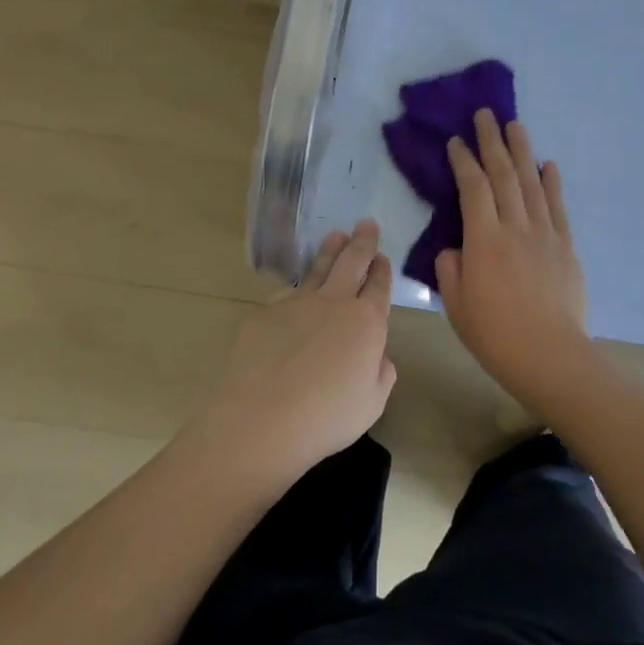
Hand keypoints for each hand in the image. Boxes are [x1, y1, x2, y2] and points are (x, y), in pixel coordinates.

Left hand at [192, 220, 395, 485]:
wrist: (260, 420)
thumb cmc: (326, 418)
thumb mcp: (372, 403)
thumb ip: (381, 373)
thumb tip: (377, 356)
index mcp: (366, 322)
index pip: (379, 286)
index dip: (382, 270)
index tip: (382, 256)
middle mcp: (334, 302)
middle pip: (351, 262)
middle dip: (361, 242)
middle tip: (366, 224)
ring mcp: (296, 303)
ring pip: (317, 268)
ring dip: (330, 251)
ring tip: (335, 236)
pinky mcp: (263, 313)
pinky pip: (286, 296)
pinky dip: (295, 292)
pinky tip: (294, 296)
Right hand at [436, 112, 593, 407]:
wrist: (550, 356)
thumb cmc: (495, 334)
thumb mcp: (456, 304)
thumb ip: (451, 269)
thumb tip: (457, 249)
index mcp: (484, 240)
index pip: (472, 188)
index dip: (463, 161)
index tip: (456, 141)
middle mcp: (515, 226)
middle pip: (503, 175)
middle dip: (493, 141)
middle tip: (486, 114)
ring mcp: (545, 234)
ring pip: (532, 183)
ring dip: (522, 151)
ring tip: (516, 125)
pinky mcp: (565, 247)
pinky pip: (558, 207)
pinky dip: (552, 183)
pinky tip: (548, 165)